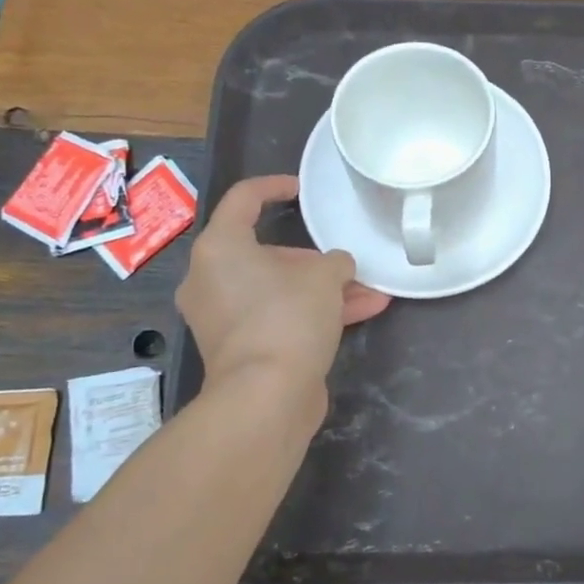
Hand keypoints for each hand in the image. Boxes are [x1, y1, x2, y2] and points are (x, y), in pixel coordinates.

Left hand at [177, 175, 389, 393]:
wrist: (266, 396)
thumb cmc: (288, 317)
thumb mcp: (325, 277)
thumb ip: (335, 261)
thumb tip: (337, 268)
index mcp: (221, 247)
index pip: (243, 199)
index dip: (274, 187)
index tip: (301, 189)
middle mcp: (211, 278)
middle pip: (268, 253)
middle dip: (316, 260)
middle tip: (349, 267)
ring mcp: (223, 316)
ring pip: (280, 289)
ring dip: (325, 290)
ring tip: (371, 292)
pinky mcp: (239, 347)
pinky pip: (279, 316)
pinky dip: (313, 313)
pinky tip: (363, 314)